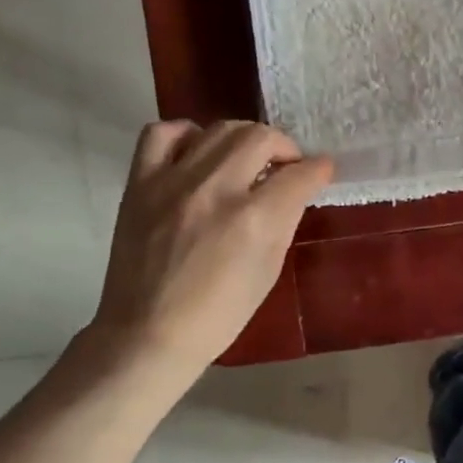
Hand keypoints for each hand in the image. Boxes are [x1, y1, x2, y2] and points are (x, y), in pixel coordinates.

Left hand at [89, 120, 332, 371]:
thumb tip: (297, 187)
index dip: (319, 169)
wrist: (148, 333)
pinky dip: (187, 134)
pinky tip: (198, 154)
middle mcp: (215, 190)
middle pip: (260, 137)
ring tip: (246, 160)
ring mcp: (172, 182)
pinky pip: (162, 134)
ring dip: (244, 139)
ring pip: (219, 129)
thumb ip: (284, 219)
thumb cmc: (220, 312)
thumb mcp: (269, 268)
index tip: (322, 171)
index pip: (299, 174)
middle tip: (285, 167)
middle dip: (284, 147)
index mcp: (254, 220)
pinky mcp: (140, 184)